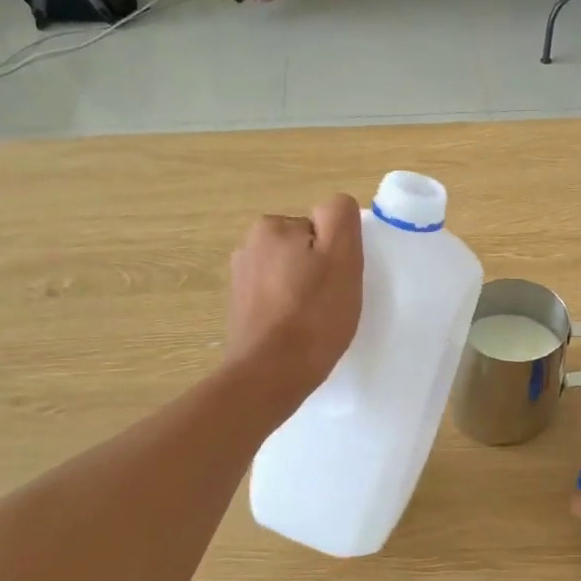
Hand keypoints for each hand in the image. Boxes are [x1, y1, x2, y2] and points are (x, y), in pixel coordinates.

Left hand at [226, 194, 363, 404]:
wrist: (270, 374)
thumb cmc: (313, 315)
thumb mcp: (341, 256)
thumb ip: (340, 217)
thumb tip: (333, 206)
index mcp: (271, 227)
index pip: (321, 229)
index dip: (337, 255)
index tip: (338, 282)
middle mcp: (248, 247)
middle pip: (304, 250)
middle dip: (319, 272)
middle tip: (331, 303)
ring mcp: (240, 280)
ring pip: (290, 276)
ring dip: (304, 292)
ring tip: (314, 322)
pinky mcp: (239, 311)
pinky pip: (276, 300)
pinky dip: (289, 312)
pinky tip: (297, 333)